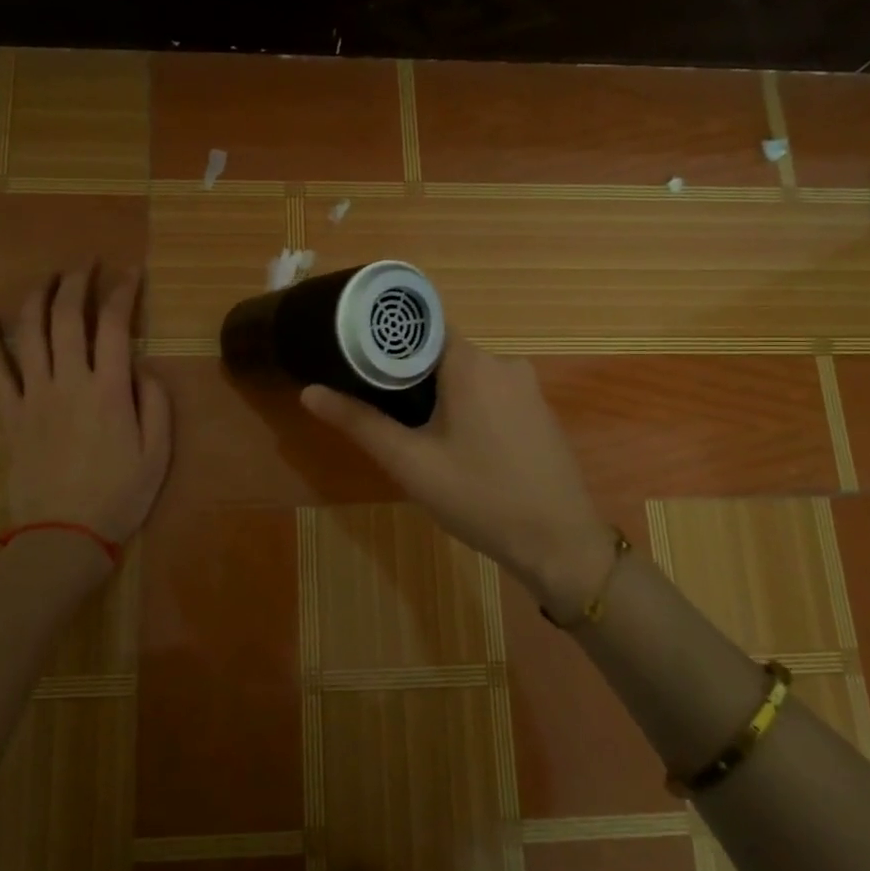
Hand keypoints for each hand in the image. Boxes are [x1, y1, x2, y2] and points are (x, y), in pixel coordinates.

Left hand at [0, 267, 171, 551]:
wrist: (63, 536)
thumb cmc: (118, 497)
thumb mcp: (158, 455)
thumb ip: (156, 404)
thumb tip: (144, 367)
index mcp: (109, 390)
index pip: (114, 325)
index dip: (123, 292)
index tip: (132, 273)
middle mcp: (69, 382)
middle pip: (67, 317)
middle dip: (78, 282)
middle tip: (87, 264)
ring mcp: (33, 396)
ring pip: (29, 332)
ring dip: (38, 296)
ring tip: (48, 276)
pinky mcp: (10, 414)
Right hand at [300, 338, 614, 610]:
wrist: (560, 544)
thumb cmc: (480, 498)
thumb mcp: (410, 463)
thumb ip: (359, 422)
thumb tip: (309, 392)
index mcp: (471, 363)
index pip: (420, 325)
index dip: (385, 337)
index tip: (354, 352)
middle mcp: (503, 362)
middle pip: (440, 350)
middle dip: (405, 370)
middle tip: (371, 398)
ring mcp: (526, 386)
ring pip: (464, 373)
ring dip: (434, 391)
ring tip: (404, 423)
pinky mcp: (536, 410)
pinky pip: (488, 391)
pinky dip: (463, 404)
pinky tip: (449, 440)